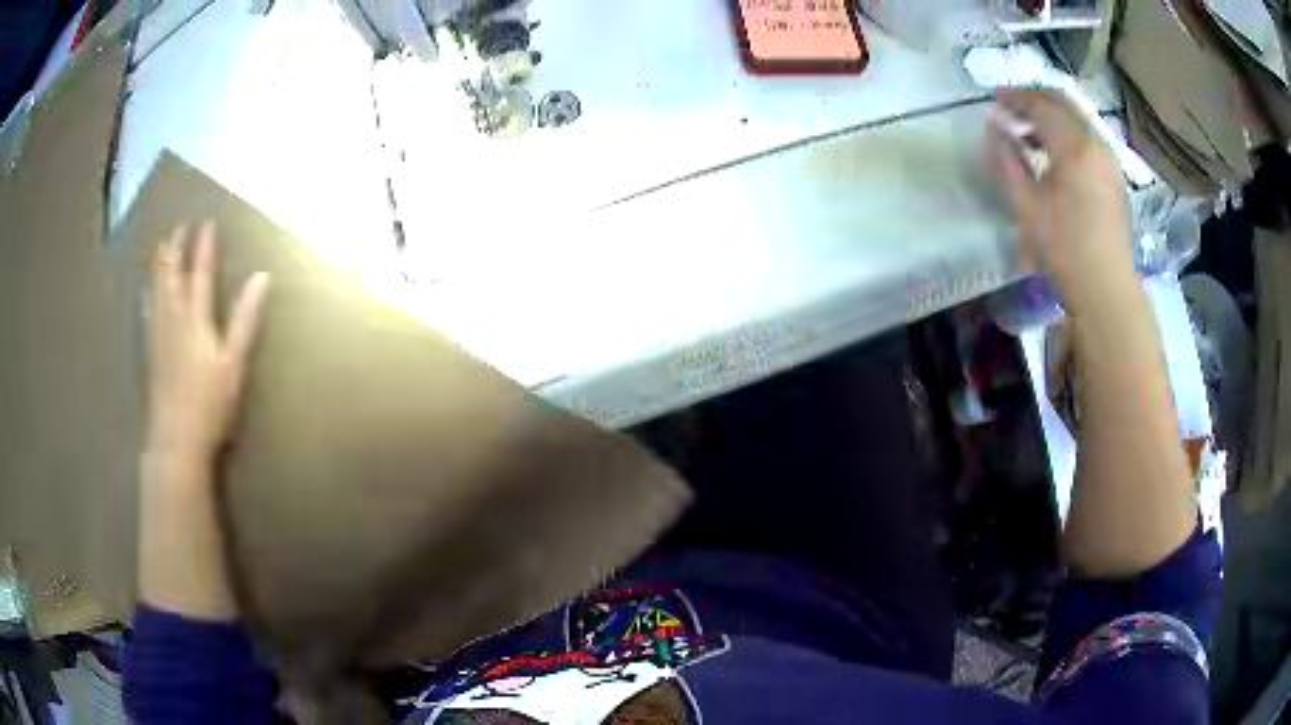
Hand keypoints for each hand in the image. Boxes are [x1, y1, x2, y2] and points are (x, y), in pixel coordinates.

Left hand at [145, 222, 269, 467]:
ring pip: (157, 291)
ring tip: (161, 247)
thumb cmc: (210, 404)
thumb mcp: (234, 363)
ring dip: (160, 266)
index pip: (201, 274)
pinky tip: (147, 292)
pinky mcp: (152, 353)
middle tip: (179, 226)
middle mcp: (174, 320)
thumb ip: (246, 319)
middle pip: (171, 276)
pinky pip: (149, 311)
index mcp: (196, 320)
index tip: (206, 222)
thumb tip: (262, 277)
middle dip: (175, 249)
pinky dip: (149, 293)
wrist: (176, 440)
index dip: (204, 247)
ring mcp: (159, 336)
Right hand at [984, 90, 1134, 301]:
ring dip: (1053, 120)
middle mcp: (1096, 144)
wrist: (1107, 288)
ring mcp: (1110, 161)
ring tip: (1031, 137)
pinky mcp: (1115, 178)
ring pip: (1078, 122)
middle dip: (1035, 102)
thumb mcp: (1026, 204)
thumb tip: (993, 126)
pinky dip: (1069, 137)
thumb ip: (1007, 159)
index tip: (994, 101)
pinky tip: (1057, 158)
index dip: (1015, 98)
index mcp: (1075, 146)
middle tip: (1011, 110)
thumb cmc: (1064, 248)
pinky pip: (1089, 141)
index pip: (1041, 105)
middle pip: (1063, 105)